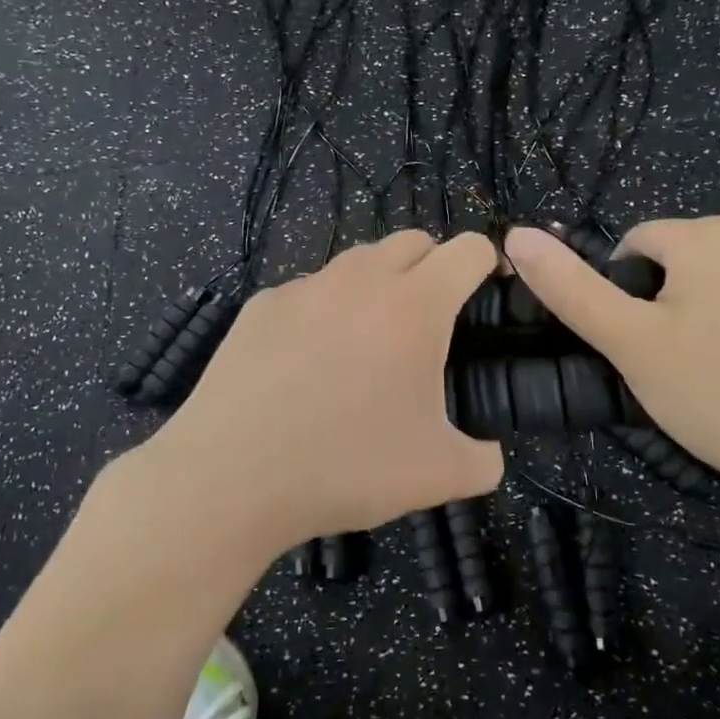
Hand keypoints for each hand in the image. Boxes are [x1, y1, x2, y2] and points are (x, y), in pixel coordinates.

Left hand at [136, 231, 504, 557]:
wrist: (230, 476)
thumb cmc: (346, 466)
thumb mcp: (438, 476)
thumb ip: (484, 459)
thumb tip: (488, 453)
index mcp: (415, 304)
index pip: (468, 249)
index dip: (488, 264)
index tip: (488, 294)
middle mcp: (361, 279)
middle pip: (414, 241)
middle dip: (434, 268)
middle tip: (431, 324)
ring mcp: (305, 287)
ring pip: (358, 264)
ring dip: (378, 286)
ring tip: (369, 344)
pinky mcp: (262, 305)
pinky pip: (309, 292)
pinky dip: (325, 312)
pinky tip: (308, 364)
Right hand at [503, 217, 719, 510]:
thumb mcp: (629, 342)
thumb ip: (569, 288)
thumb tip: (515, 235)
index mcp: (709, 232)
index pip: (635, 245)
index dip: (624, 297)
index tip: (641, 348)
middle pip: (678, 258)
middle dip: (664, 302)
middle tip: (675, 366)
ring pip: (717, 277)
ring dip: (702, 310)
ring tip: (715, 371)